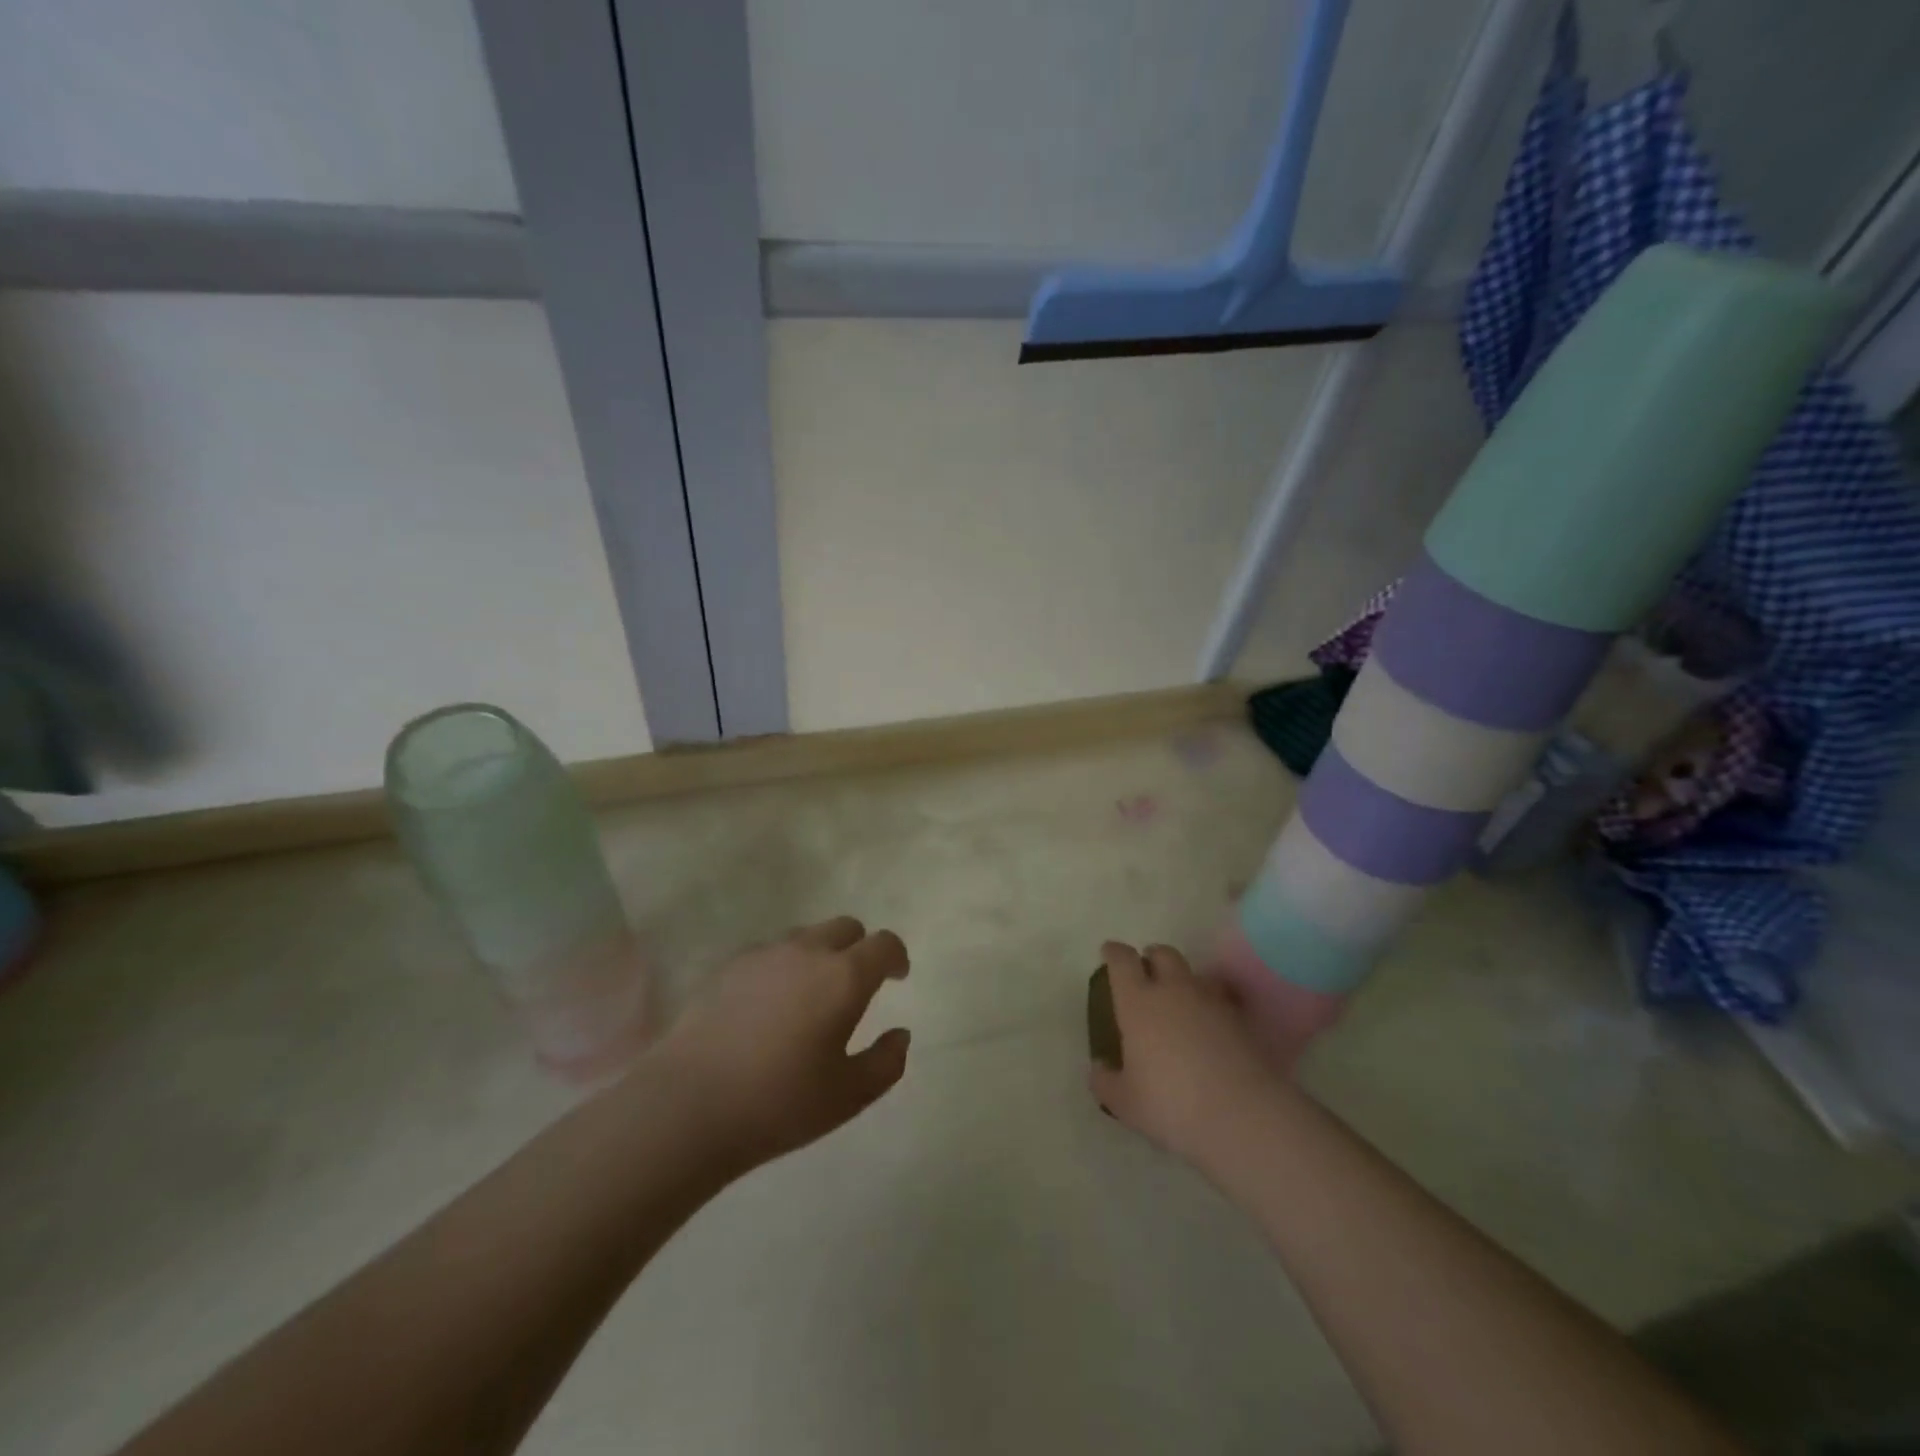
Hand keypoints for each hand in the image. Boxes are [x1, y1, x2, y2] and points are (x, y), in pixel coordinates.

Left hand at [652, 917, 910, 1173]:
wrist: (687, 1105)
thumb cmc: (779, 1103)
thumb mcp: (849, 1095)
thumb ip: (886, 1062)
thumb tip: (900, 1035)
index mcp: (843, 977)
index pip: (883, 944)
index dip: (896, 956)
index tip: (897, 977)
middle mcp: (807, 952)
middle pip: (845, 927)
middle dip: (859, 949)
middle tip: (856, 986)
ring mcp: (764, 954)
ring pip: (806, 936)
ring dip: (820, 954)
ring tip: (811, 996)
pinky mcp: (728, 966)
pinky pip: (770, 952)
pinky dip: (783, 966)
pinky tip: (770, 1005)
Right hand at [1089, 941, 1282, 1169]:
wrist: (1242, 1115)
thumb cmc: (1171, 1105)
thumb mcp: (1125, 1103)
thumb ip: (1106, 1082)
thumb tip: (1100, 1068)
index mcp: (1138, 1002)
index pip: (1122, 960)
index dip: (1114, 952)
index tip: (1109, 952)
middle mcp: (1173, 990)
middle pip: (1163, 953)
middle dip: (1152, 957)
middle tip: (1147, 973)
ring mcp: (1211, 1002)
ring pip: (1195, 973)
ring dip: (1184, 980)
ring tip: (1181, 1001)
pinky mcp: (1241, 1019)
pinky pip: (1222, 999)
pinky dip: (1211, 1005)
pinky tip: (1210, 1026)